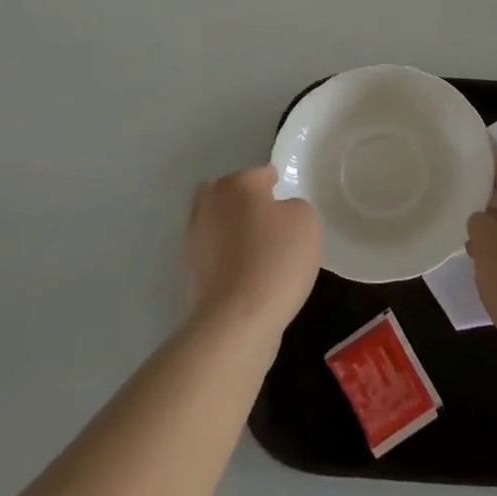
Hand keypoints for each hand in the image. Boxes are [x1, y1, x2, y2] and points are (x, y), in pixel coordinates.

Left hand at [185, 165, 320, 349]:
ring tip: (260, 251)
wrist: (237, 320)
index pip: (261, 174)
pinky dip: (227, 258)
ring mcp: (194, 239)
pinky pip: (215, 254)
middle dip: (246, 203)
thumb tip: (278, 214)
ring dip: (234, 231)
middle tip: (271, 222)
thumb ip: (294, 206)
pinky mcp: (190, 272)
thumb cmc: (276, 259)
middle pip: (230, 194)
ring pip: (218, 224)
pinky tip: (247, 275)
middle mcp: (209, 204)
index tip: (290, 204)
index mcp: (237, 184)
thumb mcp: (306, 221)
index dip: (278, 186)